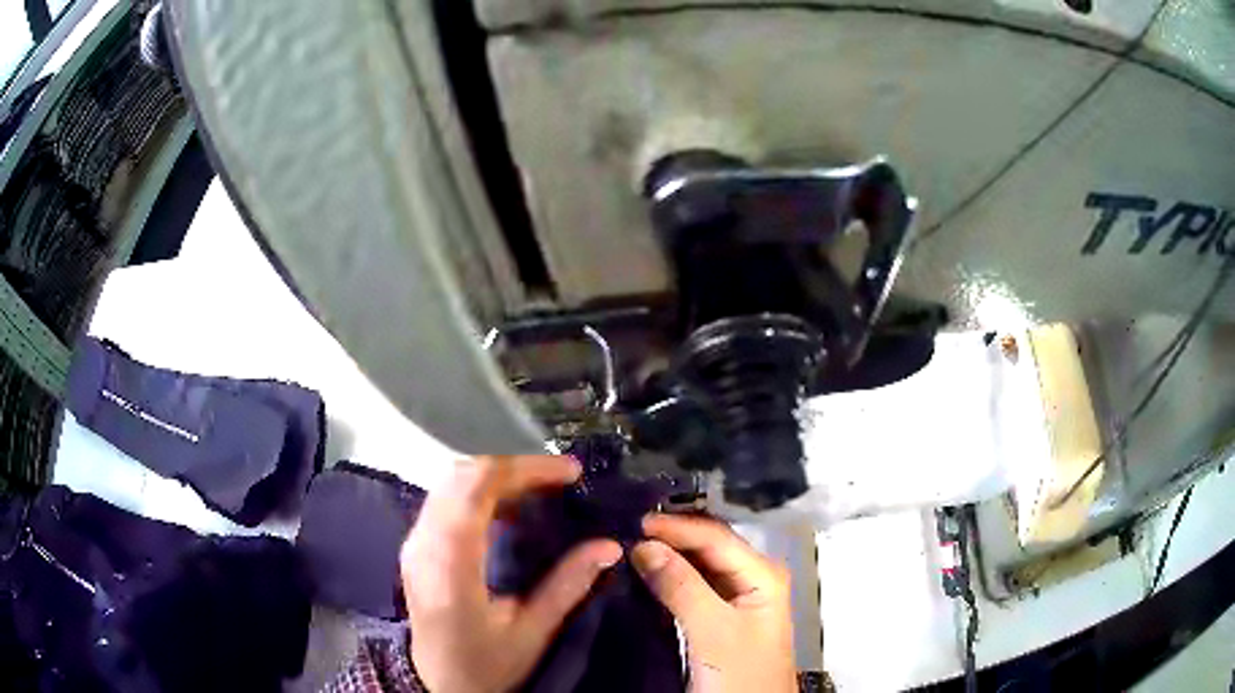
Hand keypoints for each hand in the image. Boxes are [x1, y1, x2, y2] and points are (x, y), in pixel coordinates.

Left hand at [401, 456, 622, 692]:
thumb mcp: (532, 632)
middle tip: (559, 480)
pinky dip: (481, 492)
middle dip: (514, 467)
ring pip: (452, 482)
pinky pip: (446, 499)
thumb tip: (609, 546)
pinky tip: (511, 509)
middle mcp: (425, 542)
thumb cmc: (485, 664)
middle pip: (463, 475)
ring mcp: (415, 542)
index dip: (524, 469)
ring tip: (541, 490)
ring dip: (497, 477)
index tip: (569, 472)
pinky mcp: (416, 546)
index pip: (477, 487)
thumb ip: (567, 586)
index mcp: (452, 564)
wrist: (437, 684)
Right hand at [632, 514, 795, 692]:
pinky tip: (643, 574)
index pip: (715, 536)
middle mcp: (752, 577)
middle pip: (708, 546)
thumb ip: (681, 587)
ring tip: (627, 545)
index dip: (675, 527)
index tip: (632, 522)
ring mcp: (737, 598)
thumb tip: (643, 545)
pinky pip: (692, 586)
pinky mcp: (720, 617)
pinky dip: (669, 578)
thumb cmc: (739, 673)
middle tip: (625, 528)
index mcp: (762, 573)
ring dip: (667, 556)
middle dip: (670, 536)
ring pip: (698, 565)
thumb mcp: (712, 631)